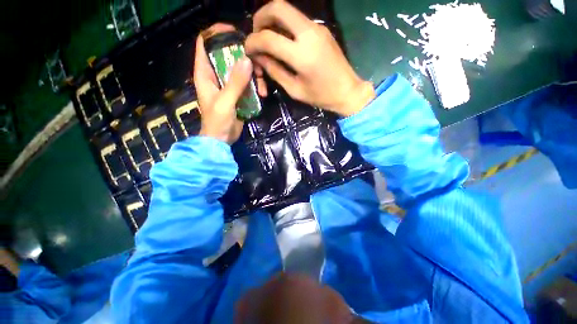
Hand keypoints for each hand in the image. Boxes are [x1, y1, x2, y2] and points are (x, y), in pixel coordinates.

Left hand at [194, 24, 253, 143]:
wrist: (222, 139)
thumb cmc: (217, 121)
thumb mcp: (225, 101)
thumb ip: (235, 82)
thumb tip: (247, 60)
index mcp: (205, 73)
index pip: (205, 43)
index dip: (217, 34)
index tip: (235, 33)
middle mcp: (215, 76)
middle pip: (227, 56)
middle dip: (243, 57)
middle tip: (257, 65)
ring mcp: (228, 85)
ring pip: (241, 70)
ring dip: (253, 75)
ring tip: (262, 85)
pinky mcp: (237, 94)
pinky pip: (247, 84)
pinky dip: (256, 86)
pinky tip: (263, 94)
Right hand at [245, 1, 374, 116]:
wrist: (348, 91)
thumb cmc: (321, 96)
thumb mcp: (295, 90)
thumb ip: (275, 71)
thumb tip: (259, 57)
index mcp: (301, 55)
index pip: (268, 38)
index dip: (252, 42)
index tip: (247, 49)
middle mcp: (309, 33)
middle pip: (277, 7)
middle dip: (260, 18)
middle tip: (256, 35)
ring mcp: (317, 28)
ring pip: (287, 10)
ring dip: (272, 20)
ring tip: (267, 39)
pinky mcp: (321, 29)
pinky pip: (297, 20)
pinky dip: (284, 26)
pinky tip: (283, 41)